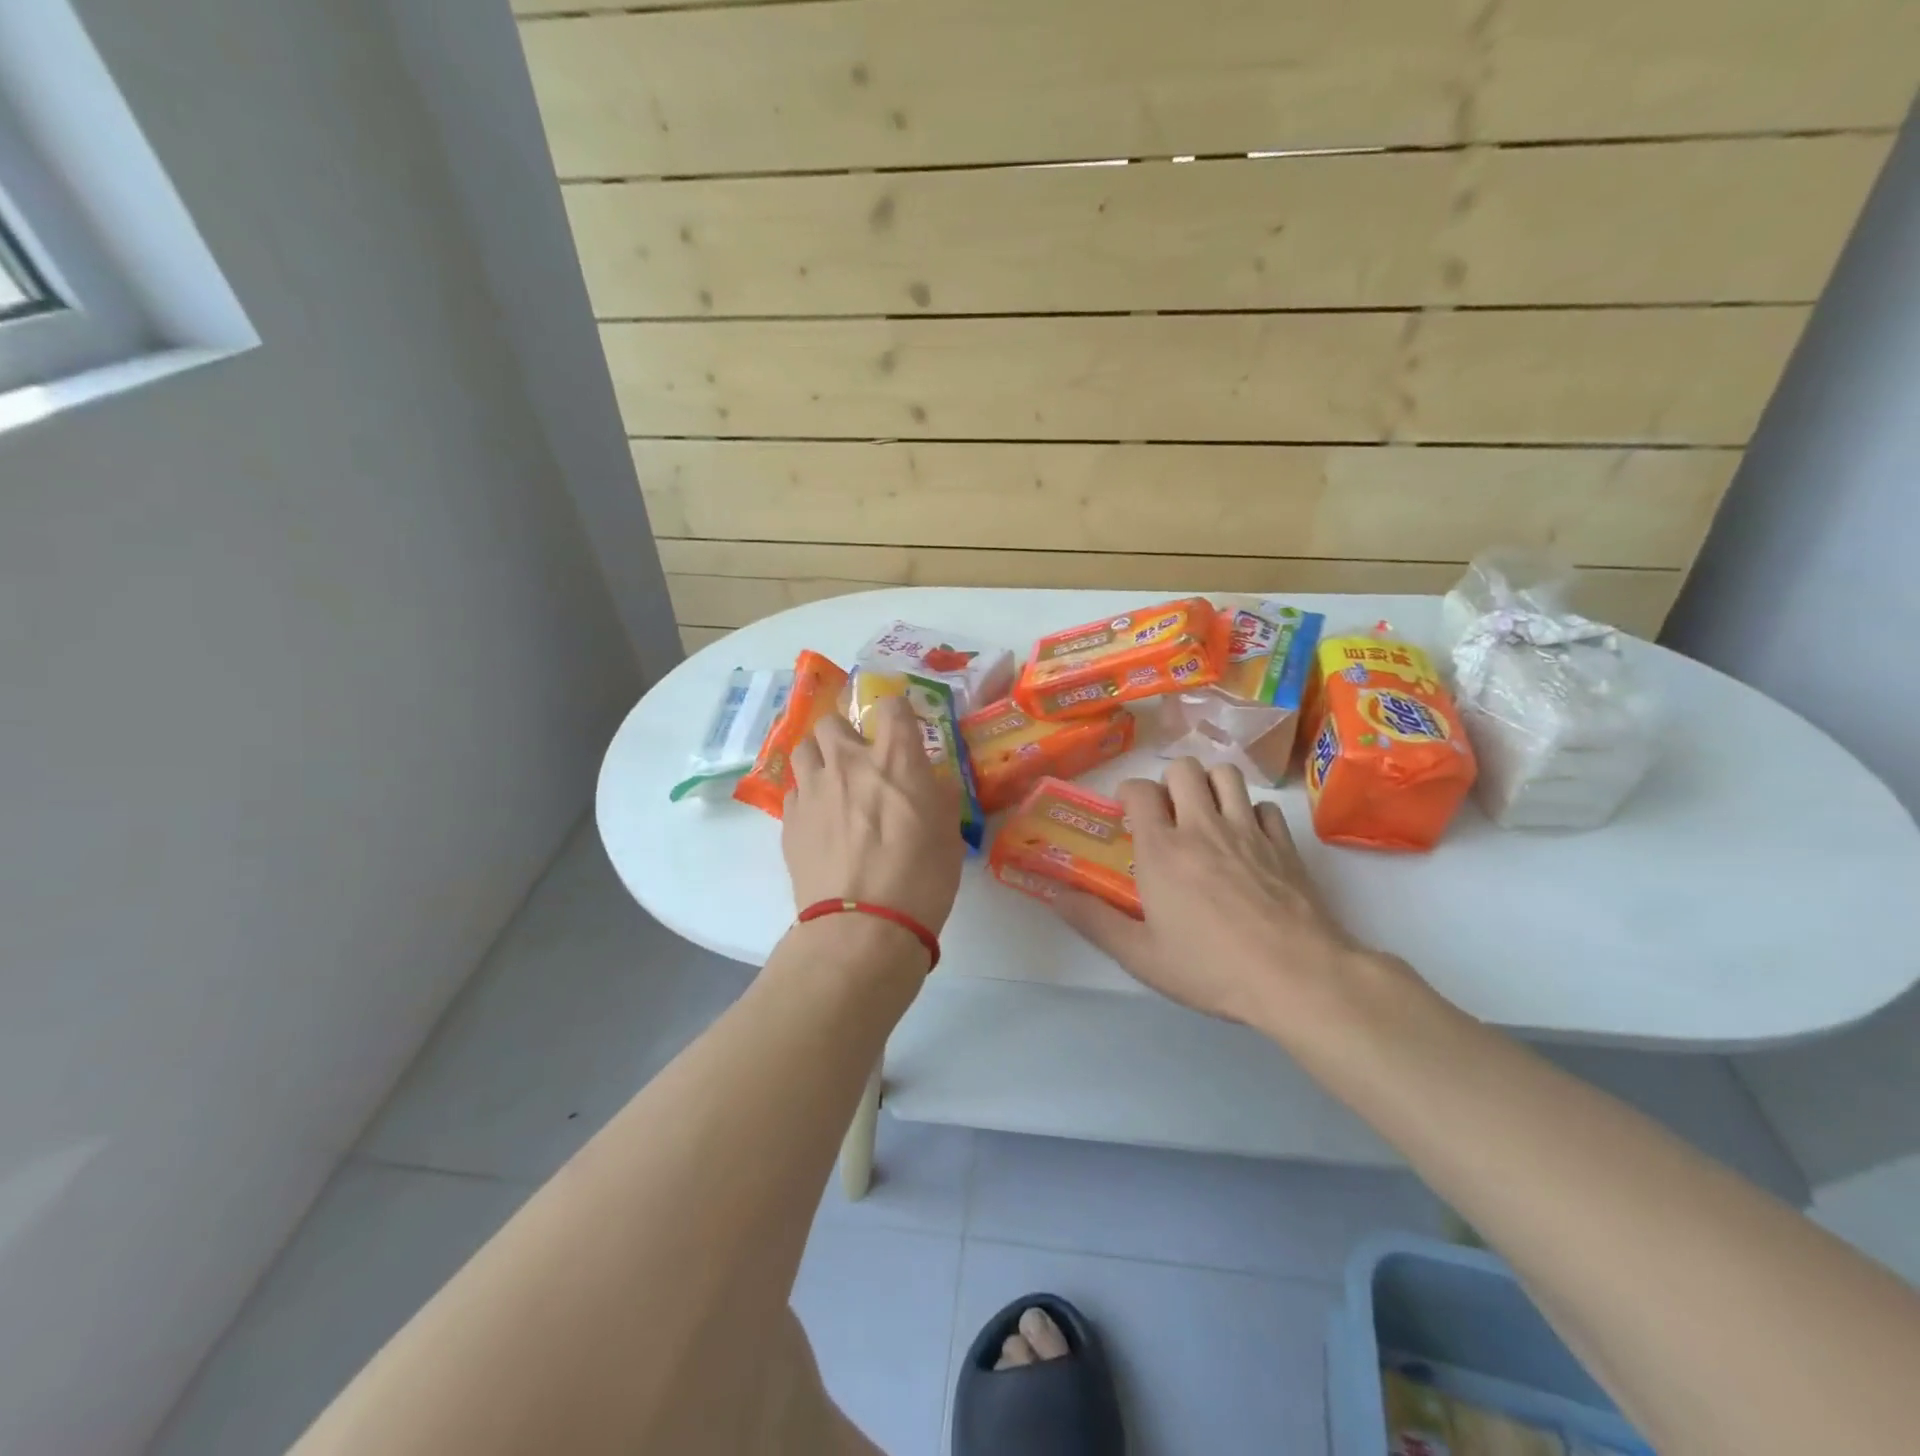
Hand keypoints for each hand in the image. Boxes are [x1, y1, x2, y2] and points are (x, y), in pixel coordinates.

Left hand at [781, 696, 964, 939]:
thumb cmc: (921, 878)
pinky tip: (820, 820)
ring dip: (819, 758)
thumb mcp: (949, 833)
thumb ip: (937, 796)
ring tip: (833, 783)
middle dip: (845, 732)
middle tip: (859, 758)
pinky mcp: (789, 820)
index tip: (902, 728)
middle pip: (831, 720)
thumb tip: (929, 782)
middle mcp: (848, 762)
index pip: (891, 705)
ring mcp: (813, 790)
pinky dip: (807, 796)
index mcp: (895, 759)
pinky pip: (794, 790)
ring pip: (804, 749)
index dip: (897, 712)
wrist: (864, 927)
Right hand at [1051, 758, 1360, 1025]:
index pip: (1139, 790)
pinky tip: (1247, 838)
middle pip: (1183, 768)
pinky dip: (1251, 813)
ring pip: (1226, 774)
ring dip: (1210, 784)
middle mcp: (1202, 826)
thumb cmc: (1210, 968)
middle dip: (1168, 781)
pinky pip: (1264, 807)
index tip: (1127, 812)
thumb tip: (1055, 896)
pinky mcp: (1284, 844)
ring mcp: (1248, 830)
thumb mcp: (1140, 955)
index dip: (1128, 793)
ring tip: (1204, 812)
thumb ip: (1094, 921)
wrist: (1296, 976)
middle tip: (1166, 812)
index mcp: (1162, 849)